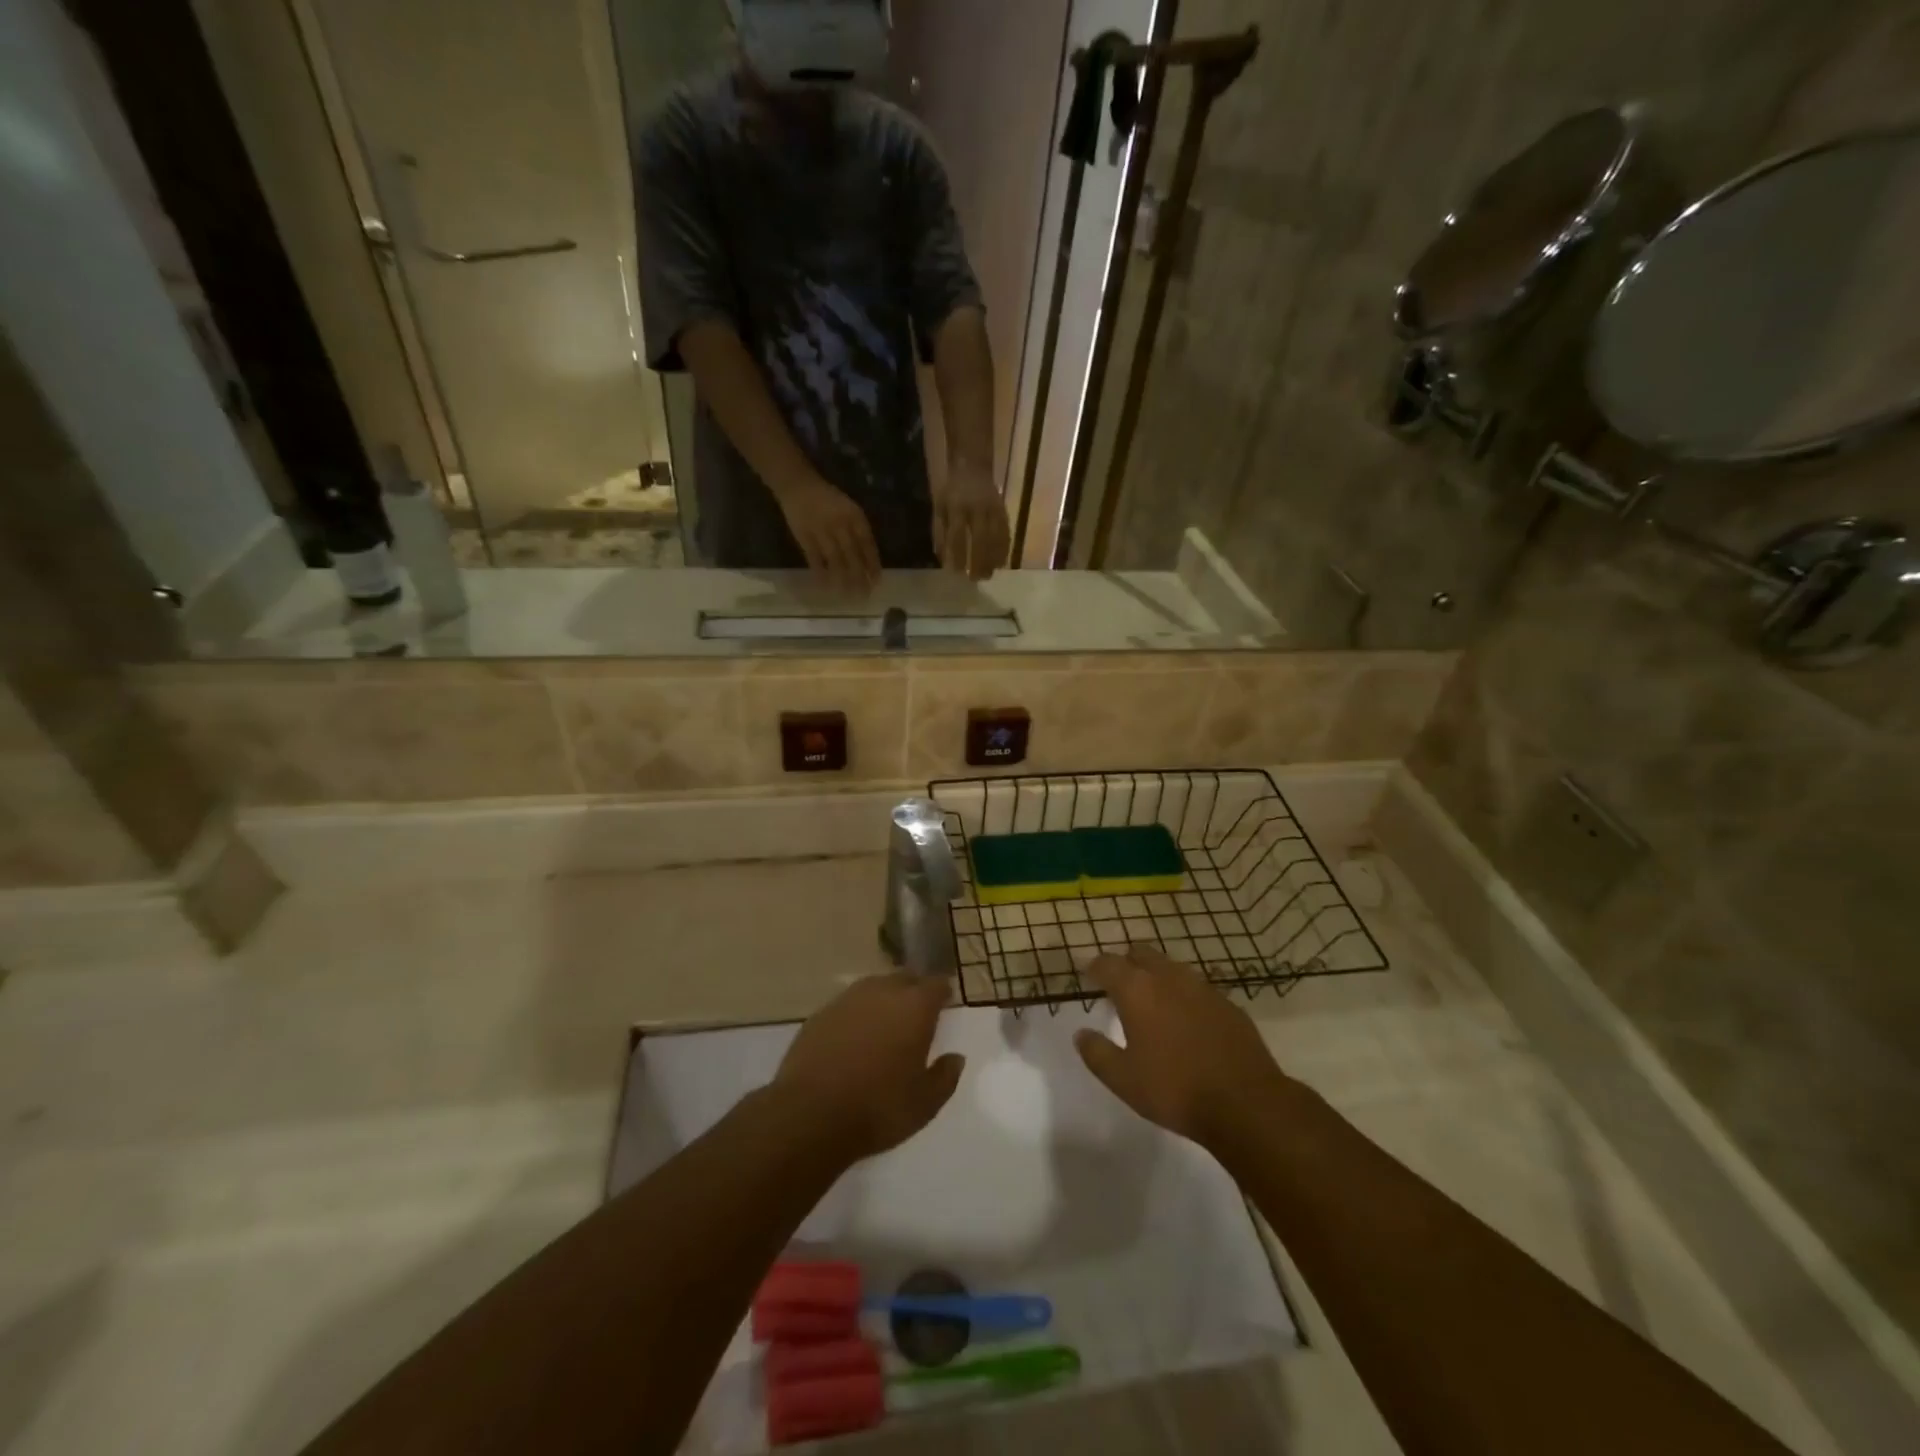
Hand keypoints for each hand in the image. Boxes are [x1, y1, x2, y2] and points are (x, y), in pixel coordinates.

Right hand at [774, 475, 881, 591]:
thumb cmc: (828, 499)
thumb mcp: (849, 508)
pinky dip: (821, 573)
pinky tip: (826, 586)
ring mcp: (822, 531)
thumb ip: (859, 530)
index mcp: (854, 516)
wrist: (799, 485)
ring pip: (835, 560)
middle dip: (860, 576)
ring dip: (843, 579)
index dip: (872, 564)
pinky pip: (814, 559)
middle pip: (853, 555)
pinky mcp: (805, 537)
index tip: (877, 581)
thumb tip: (869, 559)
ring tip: (848, 595)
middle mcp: (840, 524)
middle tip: (865, 595)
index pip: (867, 544)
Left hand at [774, 973, 963, 1161]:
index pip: (936, 985)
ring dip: (884, 1000)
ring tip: (886, 1024)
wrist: (810, 1115)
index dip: (943, 992)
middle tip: (918, 1013)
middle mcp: (882, 992)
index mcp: (914, 1007)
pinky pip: (848, 1005)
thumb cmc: (878, 1108)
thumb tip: (955, 1058)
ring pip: (874, 988)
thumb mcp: (925, 1103)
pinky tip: (854, 1038)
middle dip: (914, 991)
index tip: (946, 1003)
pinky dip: (857, 1015)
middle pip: (905, 979)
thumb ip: (945, 1076)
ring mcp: (847, 1000)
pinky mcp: (820, 1014)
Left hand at [932, 458, 1010, 580]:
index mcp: (957, 507)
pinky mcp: (1003, 511)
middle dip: (979, 561)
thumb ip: (939, 532)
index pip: (957, 535)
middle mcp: (977, 508)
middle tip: (976, 580)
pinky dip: (1004, 549)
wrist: (973, 467)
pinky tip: (1001, 563)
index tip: (956, 572)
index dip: (957, 554)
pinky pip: (1006, 533)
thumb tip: (942, 558)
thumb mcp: (939, 507)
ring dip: (993, 559)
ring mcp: (993, 509)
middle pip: (981, 539)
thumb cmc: (952, 490)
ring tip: (989, 575)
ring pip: (996, 537)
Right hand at [1074, 946, 1290, 1148]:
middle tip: (1118, 984)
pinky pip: (1196, 987)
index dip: (1094, 967)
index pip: (1107, 963)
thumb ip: (1097, 1053)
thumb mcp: (1123, 1079)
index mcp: (1137, 990)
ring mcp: (1202, 987)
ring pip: (1170, 967)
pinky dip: (1183, 995)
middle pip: (1140, 953)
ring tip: (1151, 1001)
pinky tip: (1185, 1019)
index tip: (1087, 974)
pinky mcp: (1227, 1003)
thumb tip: (1081, 1034)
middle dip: (1126, 962)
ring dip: (1156, 975)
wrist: (1246, 1102)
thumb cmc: (1174, 1089)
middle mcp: (1168, 977)